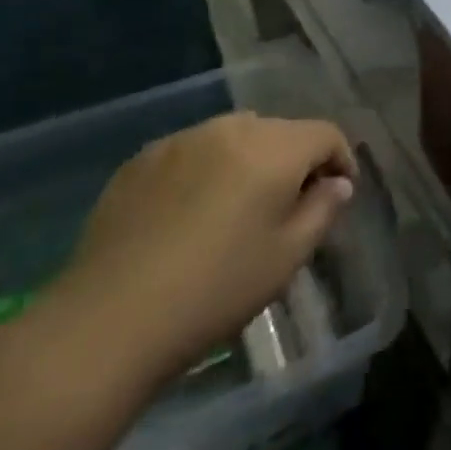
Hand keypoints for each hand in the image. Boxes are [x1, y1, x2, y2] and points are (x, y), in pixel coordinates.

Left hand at [47, 113, 355, 388]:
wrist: (109, 319)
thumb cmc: (217, 289)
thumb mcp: (288, 256)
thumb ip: (322, 209)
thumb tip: (336, 184)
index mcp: (273, 148)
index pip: (325, 134)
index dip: (341, 160)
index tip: (339, 194)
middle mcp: (229, 130)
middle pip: (280, 130)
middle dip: (296, 159)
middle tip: (292, 204)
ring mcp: (180, 141)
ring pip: (234, 136)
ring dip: (251, 160)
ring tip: (241, 205)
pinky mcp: (140, 160)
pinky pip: (193, 151)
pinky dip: (208, 168)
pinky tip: (192, 212)